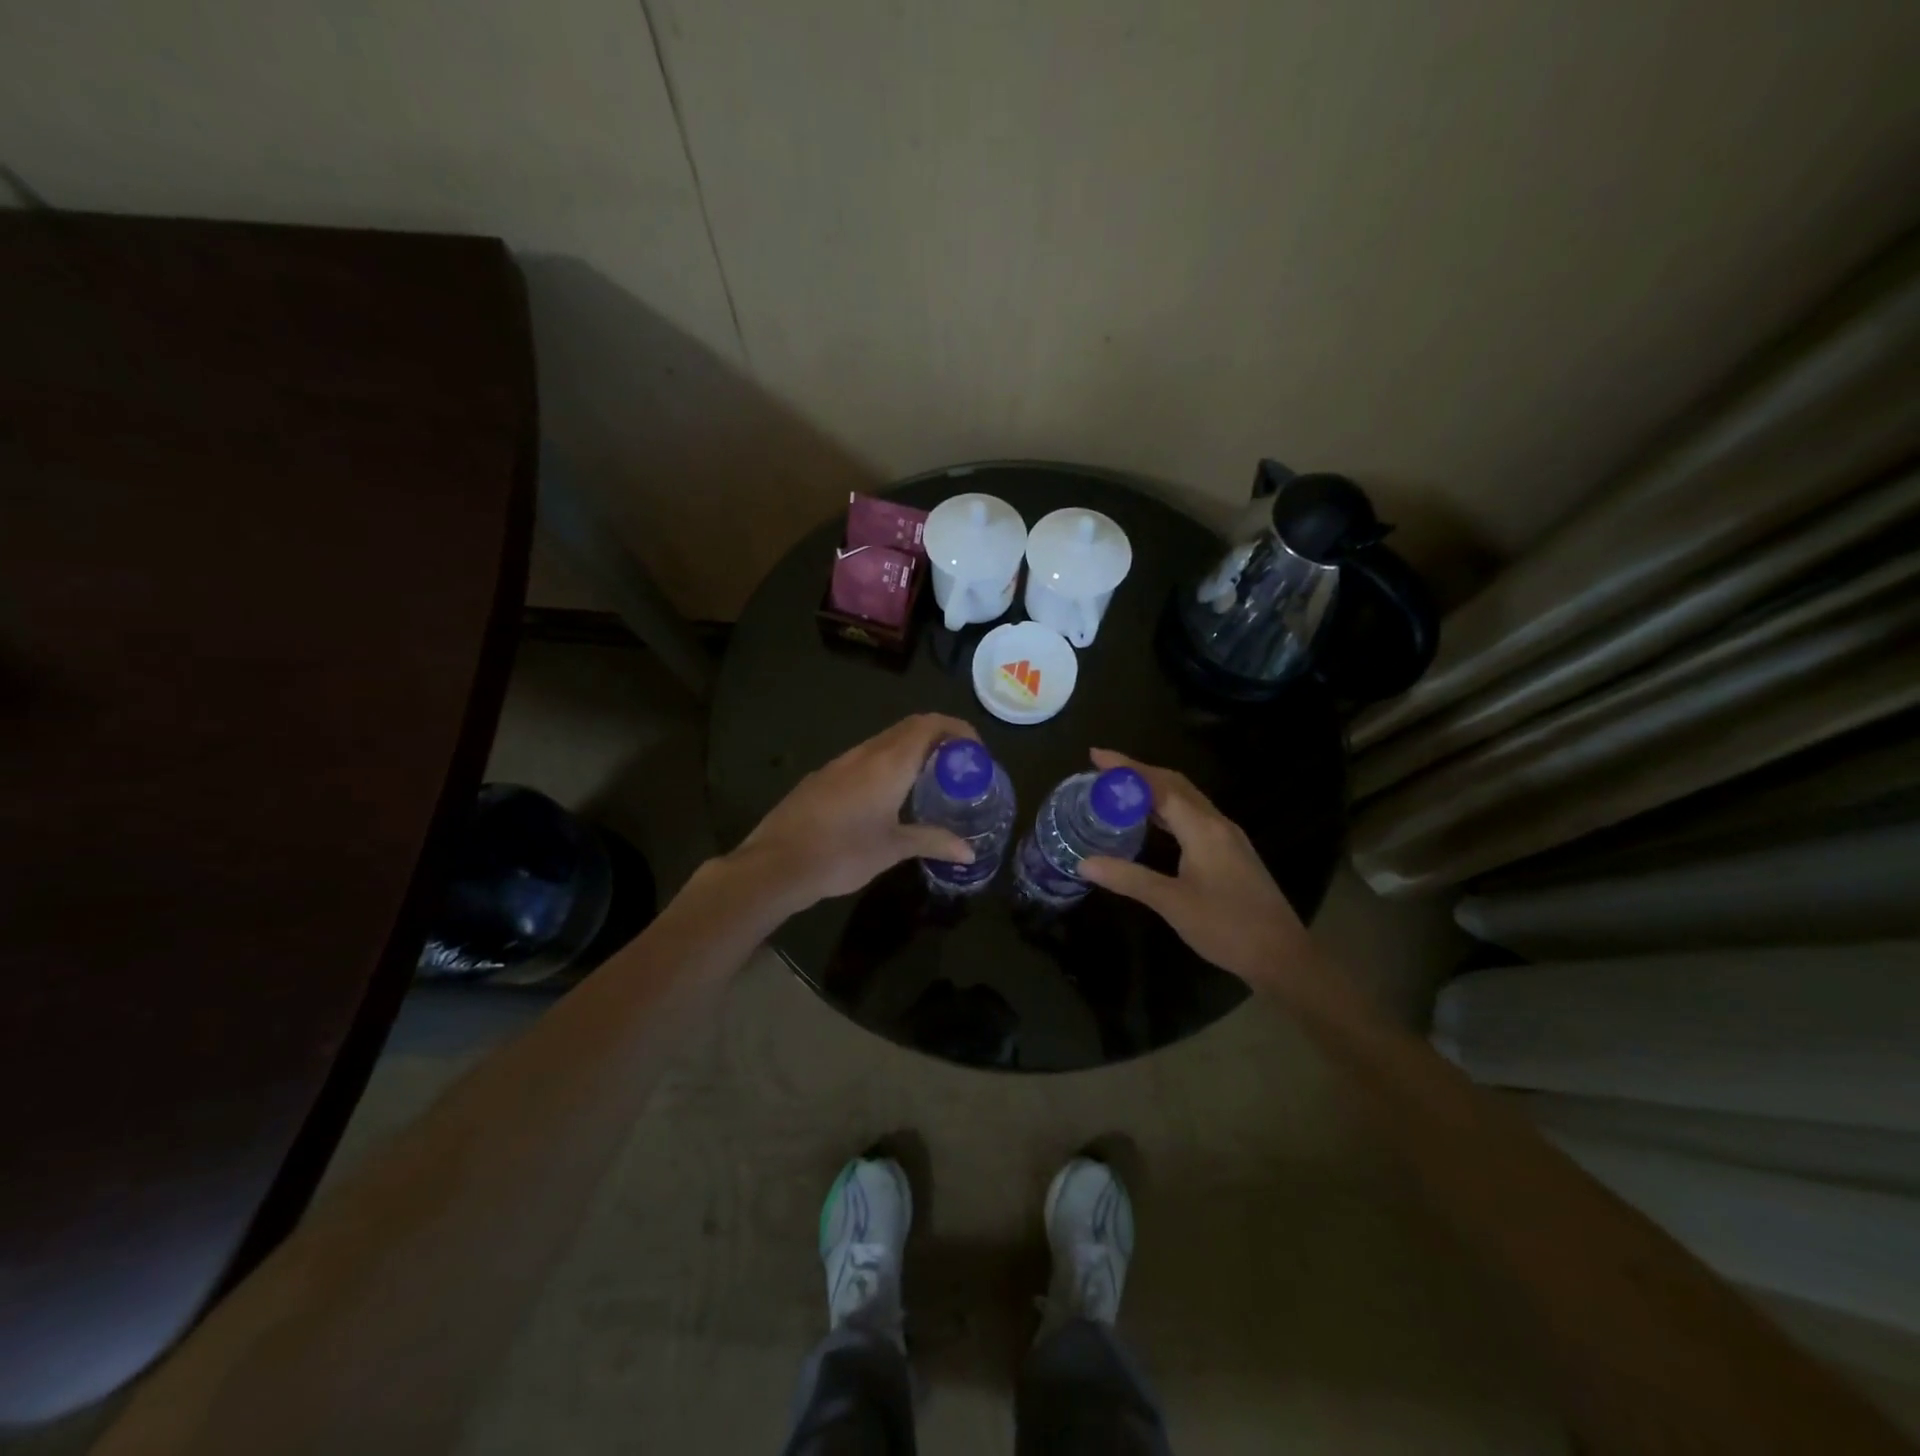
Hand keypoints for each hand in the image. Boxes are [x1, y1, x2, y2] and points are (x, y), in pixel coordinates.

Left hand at [733, 713, 980, 911]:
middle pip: (908, 728)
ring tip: (927, 781)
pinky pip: (863, 759)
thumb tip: (969, 853)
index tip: (974, 750)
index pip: (929, 724)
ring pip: (883, 742)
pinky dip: (886, 764)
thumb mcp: (893, 849)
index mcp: (889, 763)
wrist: (777, 864)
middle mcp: (865, 753)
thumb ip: (933, 842)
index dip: (956, 729)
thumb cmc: (842, 853)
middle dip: (937, 738)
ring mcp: (840, 763)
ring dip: (910, 751)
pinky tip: (886, 796)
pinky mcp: (822, 777)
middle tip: (957, 766)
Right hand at [1078, 748, 1311, 989]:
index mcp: (1203, 828)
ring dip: (1153, 789)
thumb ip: (1128, 878)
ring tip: (1119, 791)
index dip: (1126, 768)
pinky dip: (1166, 809)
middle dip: (1138, 772)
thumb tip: (1084, 863)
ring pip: (1186, 800)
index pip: (1159, 785)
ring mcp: (1227, 837)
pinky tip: (1151, 823)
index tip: (1095, 756)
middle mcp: (1216, 823)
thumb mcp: (1172, 903)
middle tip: (1102, 770)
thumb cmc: (1227, 927)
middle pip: (1174, 784)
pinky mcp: (1230, 853)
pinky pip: (1193, 816)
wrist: (1282, 956)